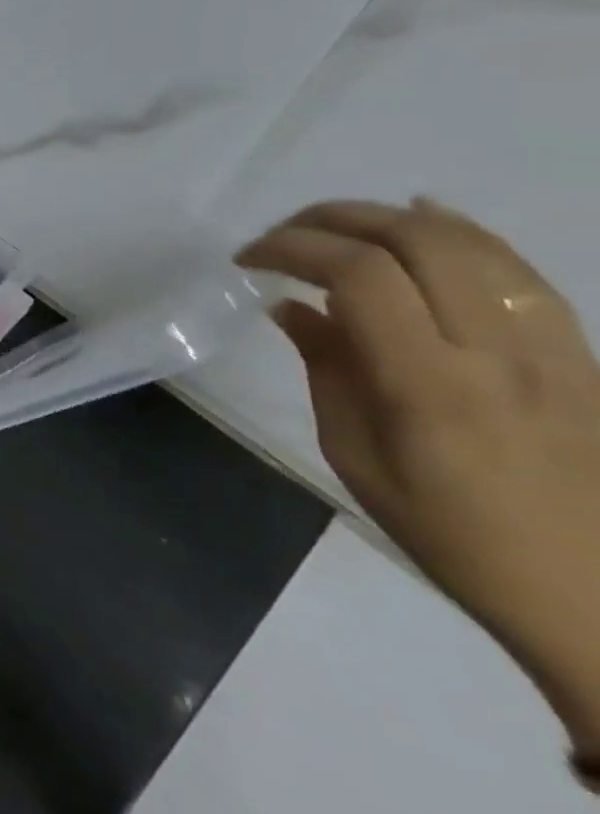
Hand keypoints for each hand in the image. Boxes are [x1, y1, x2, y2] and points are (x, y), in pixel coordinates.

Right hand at [238, 199, 599, 755]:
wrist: (595, 595)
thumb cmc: (450, 534)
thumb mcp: (356, 457)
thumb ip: (326, 369)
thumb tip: (291, 307)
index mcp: (430, 384)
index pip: (358, 275)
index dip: (293, 248)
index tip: (248, 260)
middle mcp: (498, 350)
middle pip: (417, 240)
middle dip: (335, 219)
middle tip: (283, 235)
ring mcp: (550, 346)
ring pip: (474, 243)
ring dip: (391, 218)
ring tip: (335, 224)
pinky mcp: (577, 351)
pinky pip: (517, 268)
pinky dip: (462, 232)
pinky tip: (424, 220)